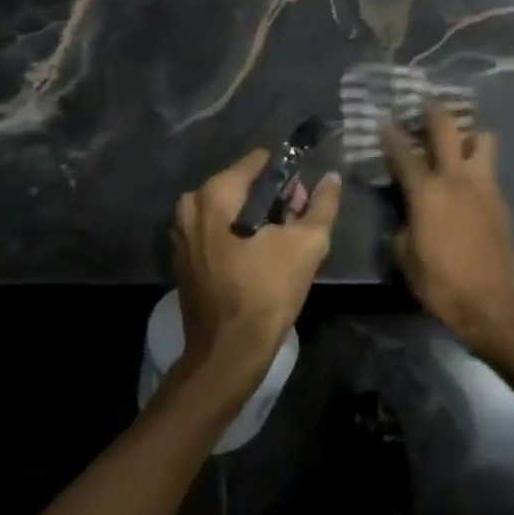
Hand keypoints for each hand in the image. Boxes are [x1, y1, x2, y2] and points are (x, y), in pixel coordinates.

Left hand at [171, 150, 340, 385]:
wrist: (229, 352)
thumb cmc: (267, 292)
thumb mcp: (307, 245)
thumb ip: (322, 205)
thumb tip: (331, 178)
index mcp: (214, 195)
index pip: (257, 163)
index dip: (287, 173)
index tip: (305, 192)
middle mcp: (190, 207)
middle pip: (242, 186)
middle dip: (273, 197)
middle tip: (298, 219)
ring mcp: (181, 234)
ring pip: (229, 209)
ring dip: (258, 218)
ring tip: (284, 239)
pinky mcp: (183, 259)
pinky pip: (217, 231)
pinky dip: (239, 235)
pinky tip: (262, 255)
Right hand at [383, 101, 513, 349]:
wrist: (491, 303)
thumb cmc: (441, 282)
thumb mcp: (406, 257)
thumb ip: (402, 227)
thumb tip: (405, 216)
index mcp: (427, 192)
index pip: (404, 153)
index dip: (392, 135)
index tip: (385, 120)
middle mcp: (457, 178)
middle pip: (447, 128)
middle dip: (434, 110)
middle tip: (426, 101)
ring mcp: (484, 186)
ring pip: (482, 139)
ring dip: (469, 132)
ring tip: (458, 137)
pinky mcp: (501, 199)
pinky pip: (489, 168)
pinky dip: (478, 162)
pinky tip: (469, 175)